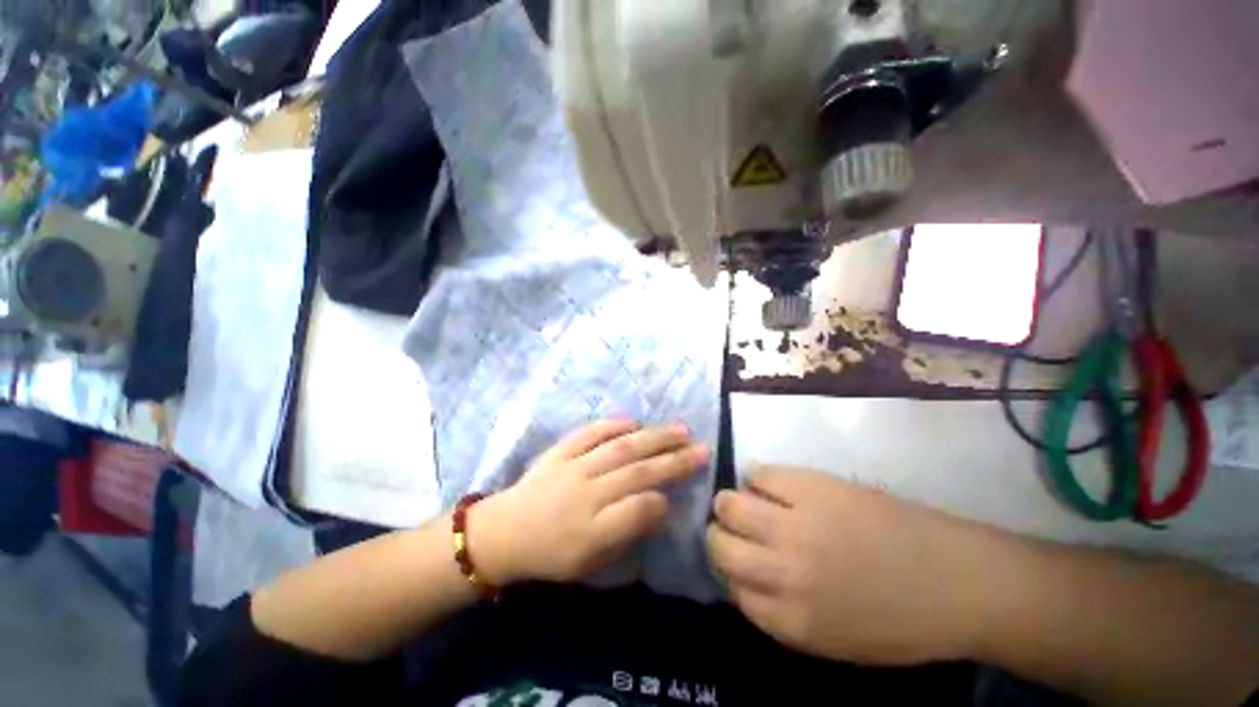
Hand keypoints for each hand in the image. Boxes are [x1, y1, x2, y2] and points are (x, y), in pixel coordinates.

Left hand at [474, 420, 707, 584]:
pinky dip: (614, 425)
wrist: (504, 532)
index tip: (679, 495)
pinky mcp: (561, 451)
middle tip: (702, 450)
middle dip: (673, 461)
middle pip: (635, 473)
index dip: (661, 501)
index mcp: (590, 531)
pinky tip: (635, 421)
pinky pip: (590, 433)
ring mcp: (572, 467)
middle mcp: (585, 494)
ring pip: (620, 448)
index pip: (636, 511)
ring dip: (653, 438)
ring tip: (681, 430)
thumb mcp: (589, 564)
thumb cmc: (551, 554)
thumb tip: (658, 507)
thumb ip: (626, 535)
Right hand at [707, 466, 1002, 665]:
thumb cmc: (901, 621)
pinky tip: (766, 482)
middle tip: (734, 528)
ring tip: (743, 500)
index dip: (731, 572)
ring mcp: (796, 525)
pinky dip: (756, 477)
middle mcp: (784, 572)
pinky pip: (761, 475)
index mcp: (791, 620)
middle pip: (721, 545)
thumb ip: (782, 613)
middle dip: (721, 535)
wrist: (958, 583)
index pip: (731, 589)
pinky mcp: (812, 488)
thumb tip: (746, 577)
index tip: (739, 561)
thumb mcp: (833, 640)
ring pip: (732, 505)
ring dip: (730, 502)